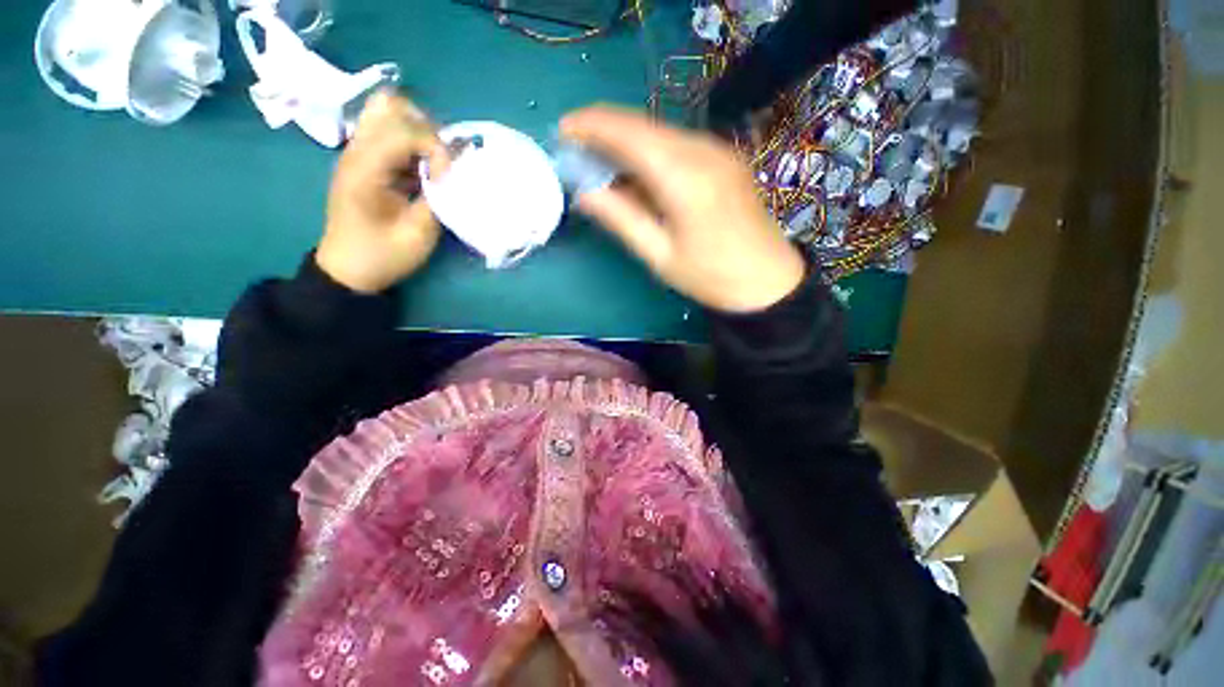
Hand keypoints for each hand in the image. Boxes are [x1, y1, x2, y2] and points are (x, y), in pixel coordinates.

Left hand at [316, 91, 450, 293]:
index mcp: (365, 169)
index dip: (436, 148)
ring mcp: (358, 151)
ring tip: (434, 162)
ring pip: (389, 112)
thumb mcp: (417, 235)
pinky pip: (390, 130)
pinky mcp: (365, 159)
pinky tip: (422, 168)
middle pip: (392, 106)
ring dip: (419, 131)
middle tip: (443, 162)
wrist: (349, 269)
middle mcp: (357, 150)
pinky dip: (413, 141)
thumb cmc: (383, 255)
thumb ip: (439, 199)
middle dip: (428, 129)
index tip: (450, 178)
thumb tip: (457, 174)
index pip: (404, 130)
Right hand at [561, 106, 804, 312]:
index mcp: (684, 178)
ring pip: (659, 132)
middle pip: (643, 125)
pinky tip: (636, 171)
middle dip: (605, 130)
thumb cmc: (711, 276)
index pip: (630, 134)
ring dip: (626, 141)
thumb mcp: (660, 255)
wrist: (768, 280)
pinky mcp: (723, 158)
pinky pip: (676, 143)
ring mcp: (717, 150)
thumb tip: (584, 193)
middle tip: (577, 150)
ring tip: (600, 162)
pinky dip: (649, 151)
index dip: (592, 126)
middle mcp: (702, 151)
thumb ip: (621, 219)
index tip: (563, 132)